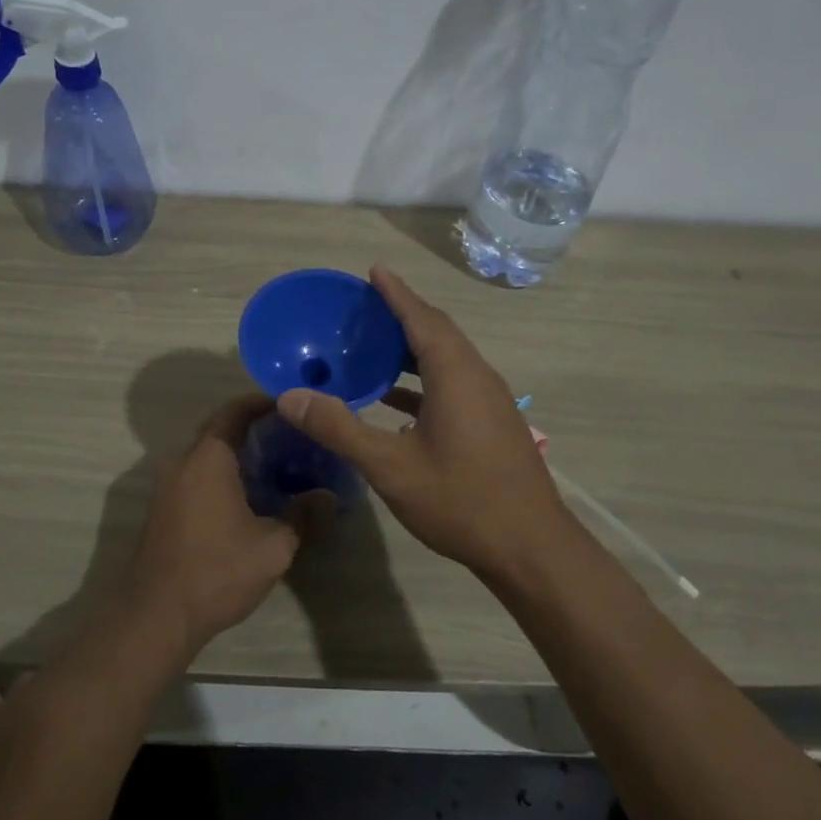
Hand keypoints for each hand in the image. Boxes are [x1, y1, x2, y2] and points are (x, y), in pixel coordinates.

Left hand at [125, 394, 301, 658]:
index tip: (290, 404)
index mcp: (208, 458)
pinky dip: (222, 472)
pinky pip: (196, 474)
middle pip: (219, 429)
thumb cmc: (217, 572)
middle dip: (253, 427)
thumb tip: (329, 496)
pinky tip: (247, 494)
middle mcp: (183, 461)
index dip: (262, 402)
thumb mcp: (273, 547)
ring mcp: (168, 485)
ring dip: (236, 452)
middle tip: (291, 435)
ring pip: (207, 454)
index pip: (235, 412)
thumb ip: (303, 516)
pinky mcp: (164, 507)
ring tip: (276, 463)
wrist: (156, 615)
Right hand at [276, 265, 571, 577]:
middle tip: (365, 307)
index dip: (396, 293)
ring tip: (373, 347)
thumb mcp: (390, 466)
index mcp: (456, 374)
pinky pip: (453, 384)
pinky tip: (395, 402)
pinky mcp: (492, 424)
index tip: (374, 270)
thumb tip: (290, 398)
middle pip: (437, 332)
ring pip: (447, 360)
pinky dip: (422, 381)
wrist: (531, 549)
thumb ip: (339, 428)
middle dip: (402, 315)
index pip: (422, 318)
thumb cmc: (461, 500)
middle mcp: (477, 377)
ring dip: (412, 349)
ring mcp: (490, 401)